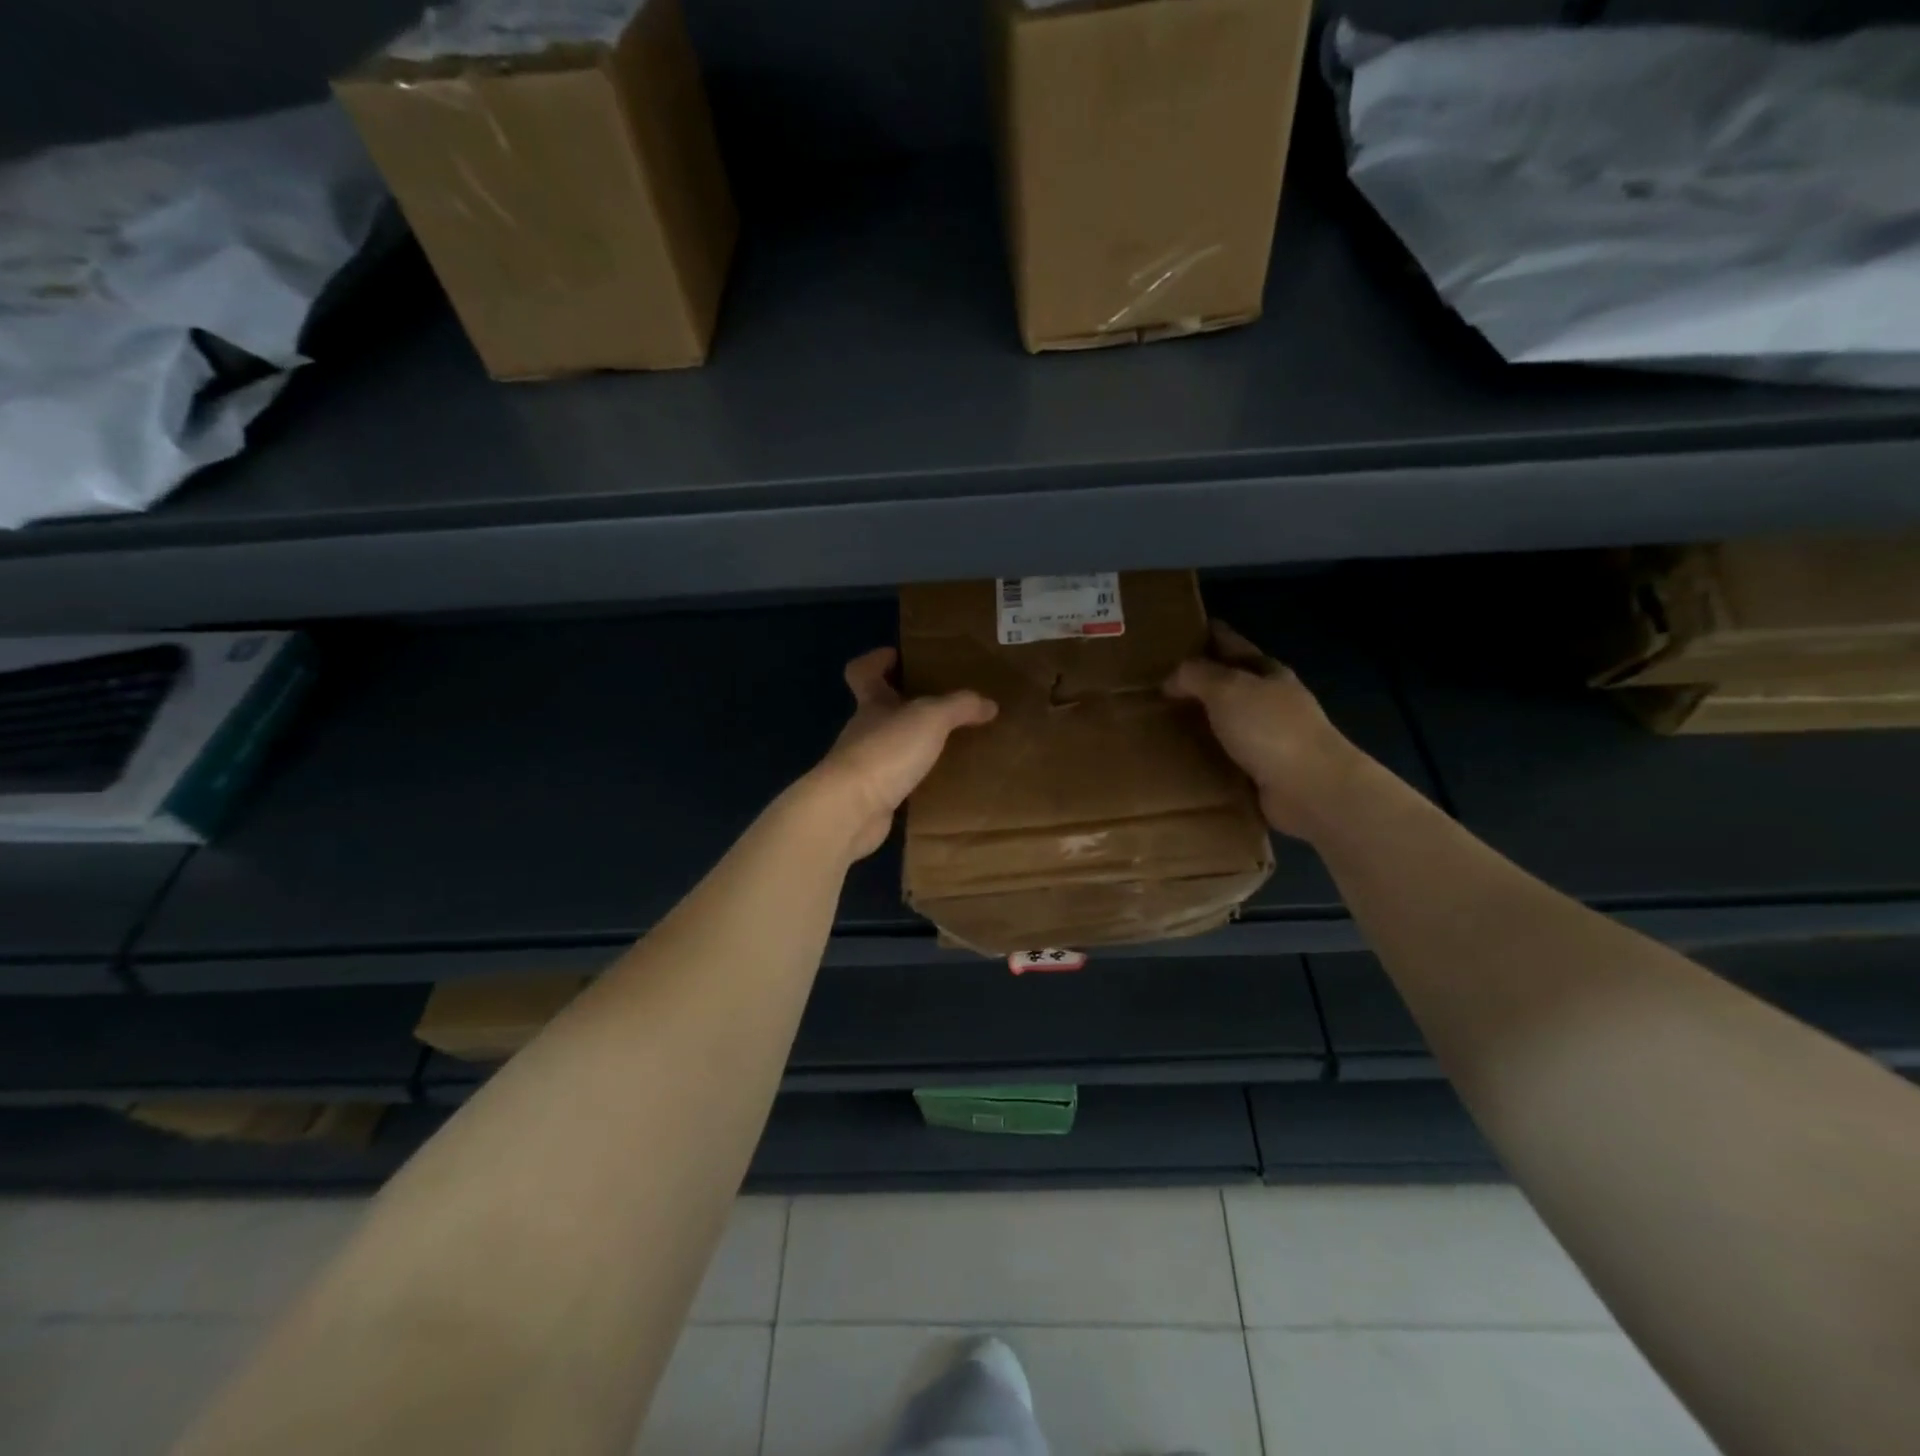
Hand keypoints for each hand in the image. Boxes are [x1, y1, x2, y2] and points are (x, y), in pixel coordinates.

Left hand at [808, 647, 997, 860]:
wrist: (852, 810)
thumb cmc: (886, 750)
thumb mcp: (931, 718)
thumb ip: (960, 707)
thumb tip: (989, 704)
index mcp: (871, 703)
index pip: (863, 672)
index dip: (876, 661)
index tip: (897, 656)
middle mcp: (864, 731)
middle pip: (880, 709)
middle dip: (906, 704)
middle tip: (943, 703)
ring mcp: (865, 766)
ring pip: (891, 746)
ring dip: (914, 744)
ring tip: (950, 744)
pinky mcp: (872, 797)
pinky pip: (898, 780)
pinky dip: (916, 778)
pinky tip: (940, 781)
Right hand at [1164, 622, 1366, 840]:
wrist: (1311, 789)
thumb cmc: (1270, 729)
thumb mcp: (1228, 689)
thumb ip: (1196, 675)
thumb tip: (1171, 678)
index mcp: (1267, 672)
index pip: (1231, 643)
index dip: (1206, 635)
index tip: (1174, 634)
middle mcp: (1271, 701)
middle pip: (1230, 683)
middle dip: (1198, 681)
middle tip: (1155, 684)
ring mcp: (1270, 738)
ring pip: (1226, 721)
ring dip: (1200, 721)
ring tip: (1160, 723)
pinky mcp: (1263, 772)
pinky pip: (1225, 757)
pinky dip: (1206, 755)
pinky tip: (1181, 759)